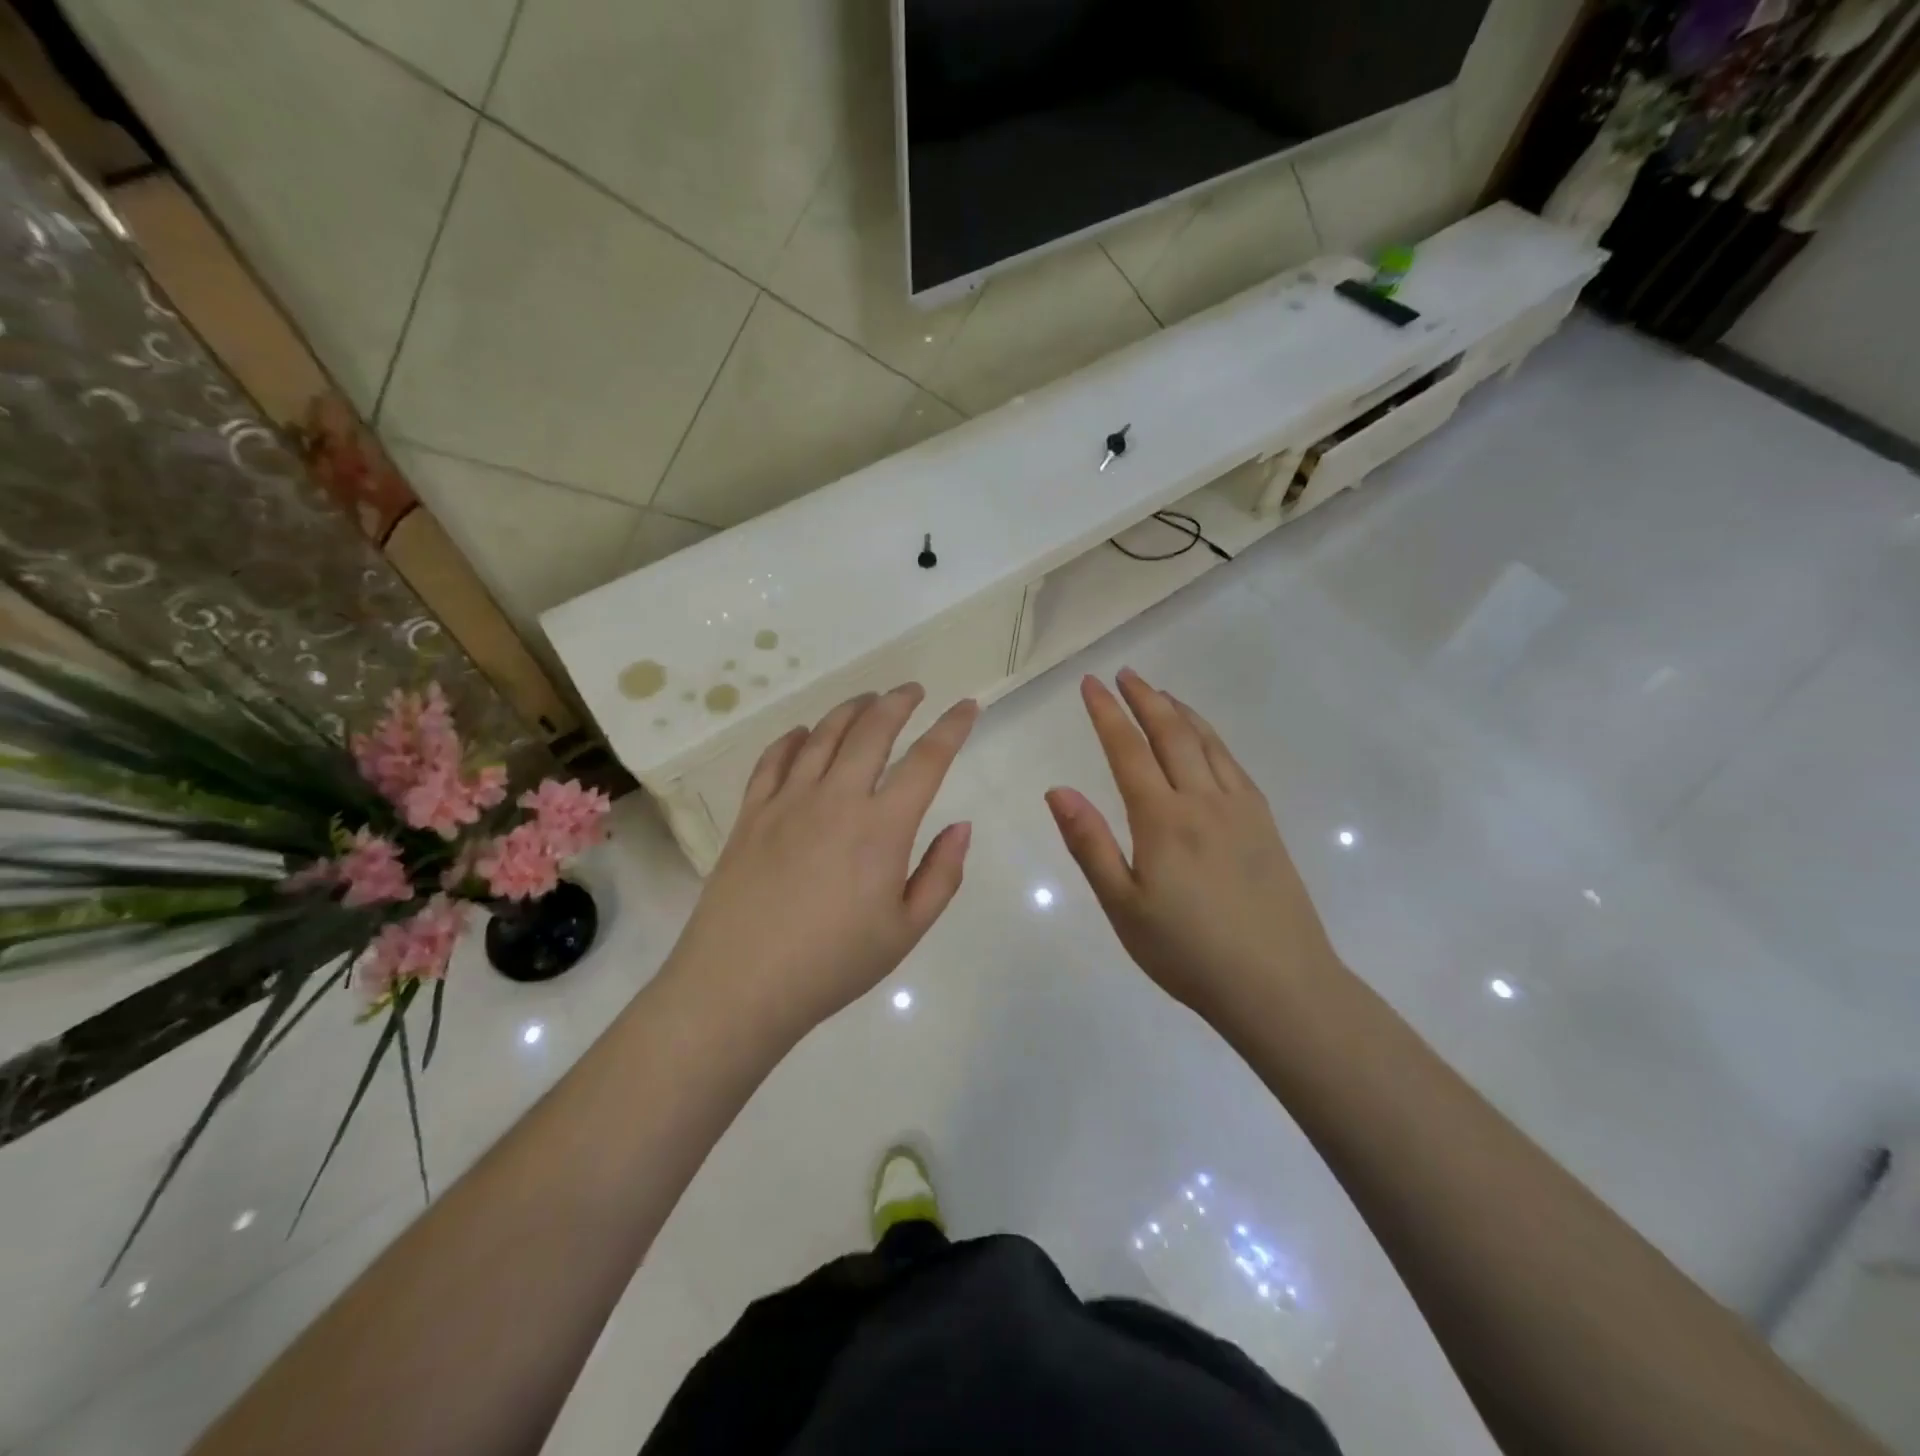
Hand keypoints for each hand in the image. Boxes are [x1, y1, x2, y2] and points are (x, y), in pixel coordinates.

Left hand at [665, 684, 977, 1039]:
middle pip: (872, 730)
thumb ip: (942, 875)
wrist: (740, 984)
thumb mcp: (906, 930)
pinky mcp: (751, 813)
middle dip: (898, 702)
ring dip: (850, 710)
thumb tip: (961, 827)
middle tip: (912, 691)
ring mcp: (788, 801)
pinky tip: (803, 734)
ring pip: (823, 735)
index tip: (967, 706)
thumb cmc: (833, 964)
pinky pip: (773, 759)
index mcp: (882, 827)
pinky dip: (793, 738)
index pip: (927, 760)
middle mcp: (836, 798)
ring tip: (867, 700)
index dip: (952, 728)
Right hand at [1045, 669, 1337, 1026]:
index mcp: (1163, 819)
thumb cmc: (1187, 952)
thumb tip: (1057, 790)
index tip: (1091, 684)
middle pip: (1171, 734)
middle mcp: (1203, 801)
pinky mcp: (1265, 824)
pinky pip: (1234, 764)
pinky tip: (1206, 742)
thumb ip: (1089, 843)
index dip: (1106, 713)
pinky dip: (1212, 739)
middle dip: (1145, 699)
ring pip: (1207, 743)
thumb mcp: (1123, 906)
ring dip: (1180, 712)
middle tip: (1126, 674)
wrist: (1279, 985)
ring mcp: (1241, 809)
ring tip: (1161, 694)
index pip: (1127, 751)